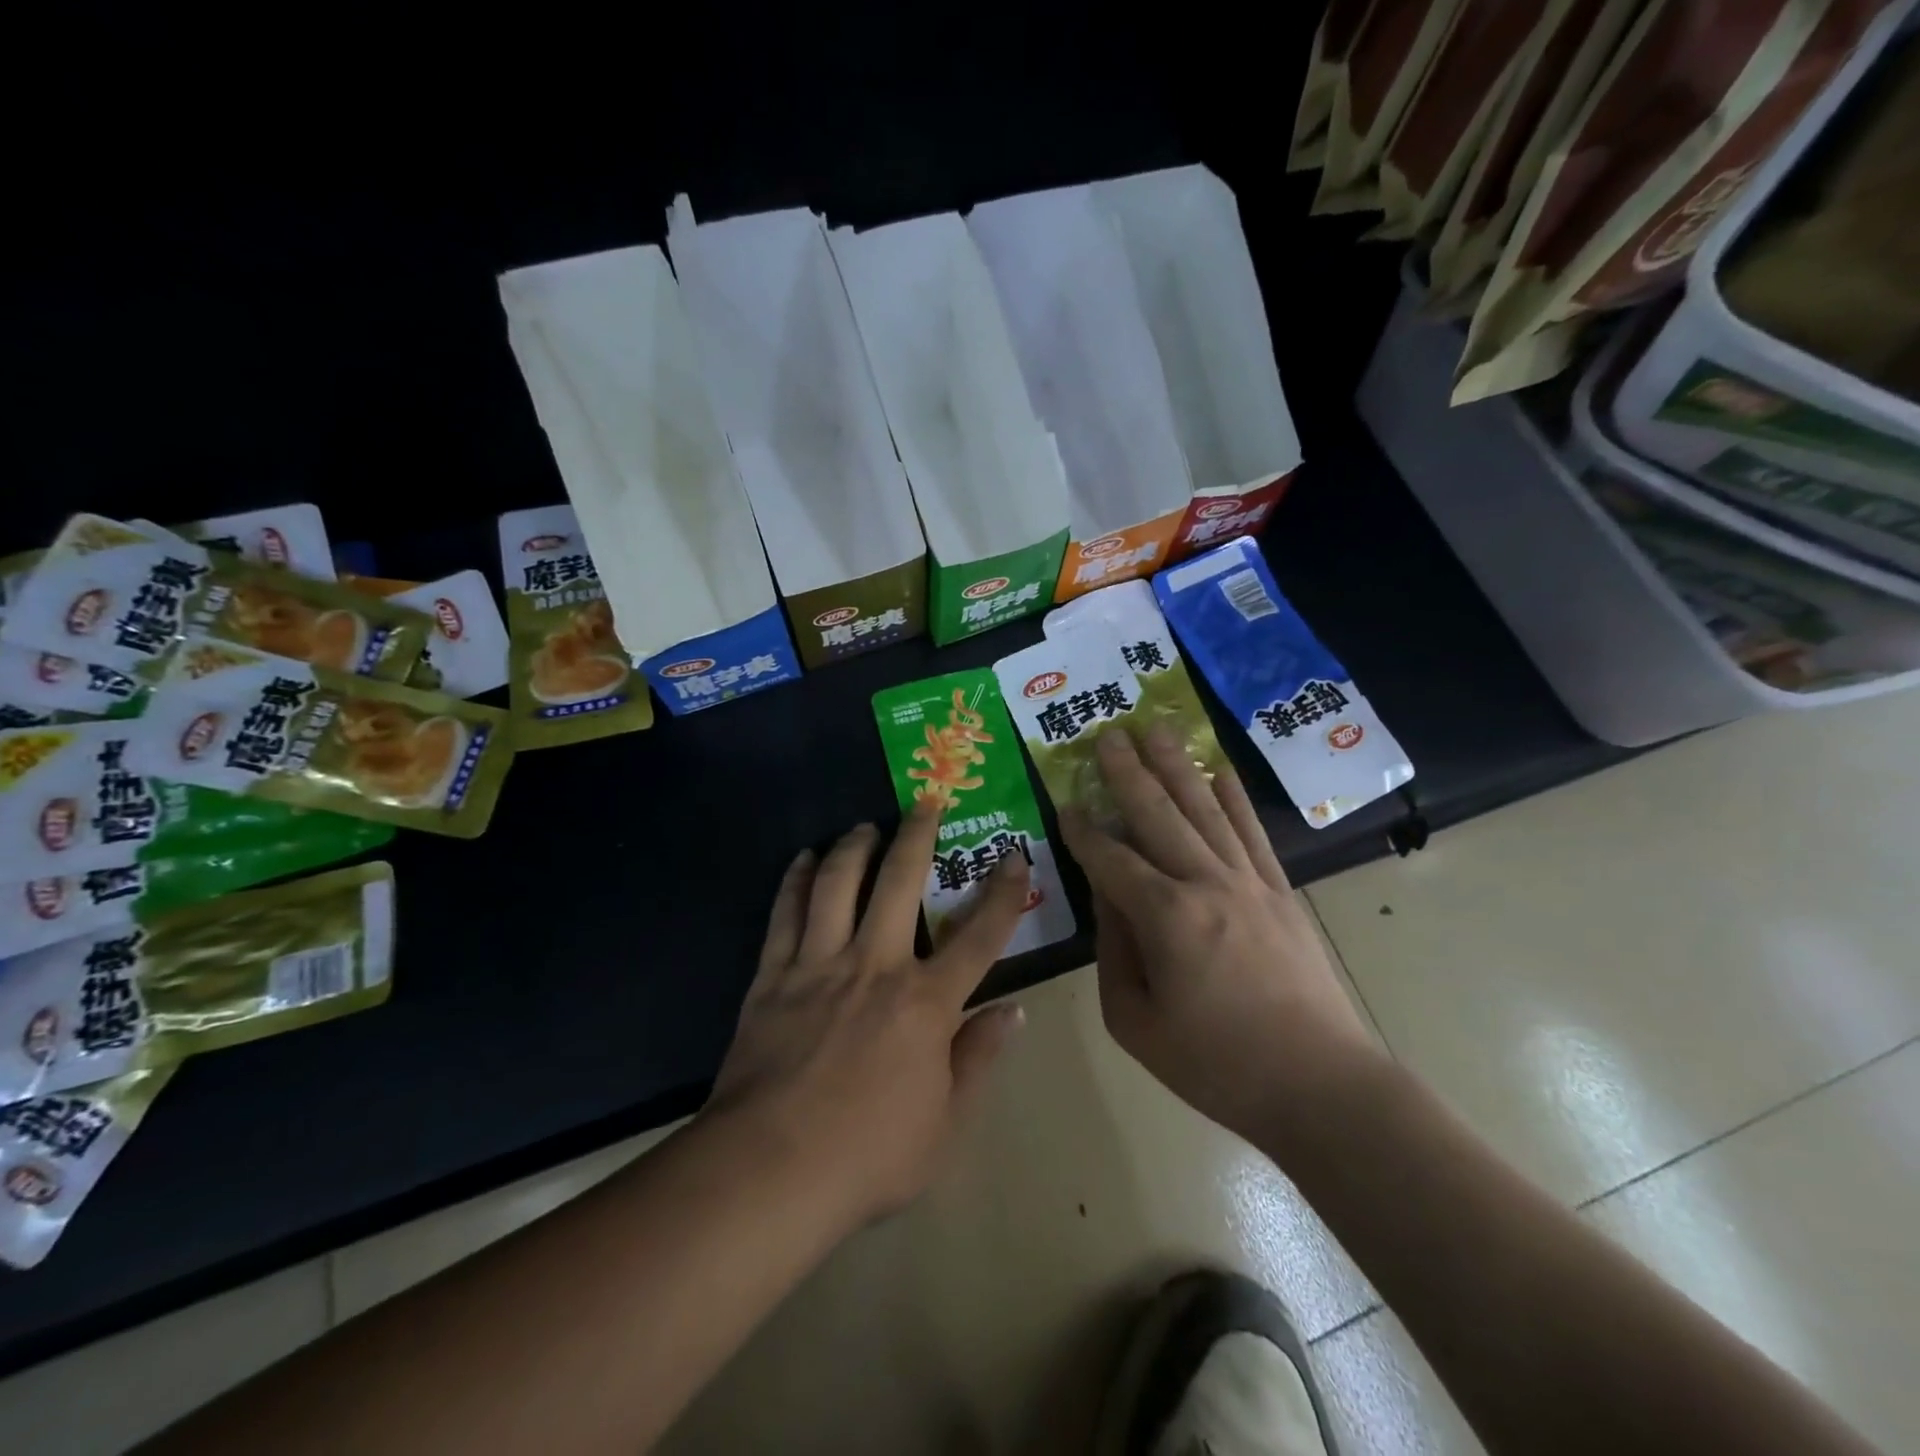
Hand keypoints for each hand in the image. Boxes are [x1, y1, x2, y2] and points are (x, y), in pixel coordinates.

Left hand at [707, 800, 1029, 1224]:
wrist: (769, 1171)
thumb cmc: (868, 1156)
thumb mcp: (946, 1125)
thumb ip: (980, 1060)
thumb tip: (1014, 1011)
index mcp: (926, 1003)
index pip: (980, 936)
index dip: (1004, 893)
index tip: (1014, 855)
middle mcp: (876, 966)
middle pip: (901, 882)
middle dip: (918, 835)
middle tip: (925, 800)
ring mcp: (820, 964)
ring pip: (839, 883)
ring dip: (855, 846)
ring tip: (864, 826)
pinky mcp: (773, 975)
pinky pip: (786, 913)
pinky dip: (797, 880)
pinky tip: (804, 860)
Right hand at [1058, 725, 1383, 1151]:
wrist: (1322, 1087)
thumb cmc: (1217, 1066)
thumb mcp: (1136, 1022)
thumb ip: (1113, 951)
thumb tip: (1107, 896)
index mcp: (1166, 918)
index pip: (1111, 860)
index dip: (1083, 832)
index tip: (1065, 803)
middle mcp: (1206, 884)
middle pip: (1158, 814)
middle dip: (1128, 772)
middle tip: (1108, 733)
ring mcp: (1249, 882)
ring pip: (1204, 810)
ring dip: (1176, 766)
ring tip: (1156, 729)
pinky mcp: (1281, 892)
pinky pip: (1252, 832)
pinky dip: (1233, 798)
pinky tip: (1218, 770)